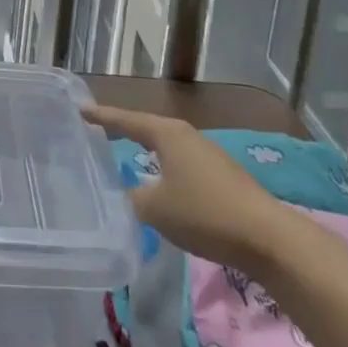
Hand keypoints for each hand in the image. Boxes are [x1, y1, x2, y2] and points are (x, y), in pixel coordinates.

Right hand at [84, 104, 302, 267]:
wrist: (267, 237)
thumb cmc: (204, 213)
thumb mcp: (156, 209)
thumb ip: (130, 199)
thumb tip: (119, 195)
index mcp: (167, 134)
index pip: (126, 120)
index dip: (102, 116)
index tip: (80, 109)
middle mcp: (185, 135)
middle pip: (146, 129)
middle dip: (123, 130)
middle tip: (97, 132)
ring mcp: (206, 154)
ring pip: (165, 147)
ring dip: (145, 151)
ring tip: (124, 156)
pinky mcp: (220, 176)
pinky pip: (180, 164)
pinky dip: (163, 168)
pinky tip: (159, 184)